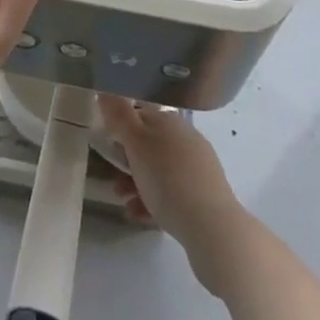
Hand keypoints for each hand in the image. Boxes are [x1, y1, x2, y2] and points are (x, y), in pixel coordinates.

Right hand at [99, 96, 253, 298]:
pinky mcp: (204, 196)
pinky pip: (171, 193)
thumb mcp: (136, 143)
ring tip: (123, 201)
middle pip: (149, 145)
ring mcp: (197, 168)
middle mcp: (186, 139)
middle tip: (113, 178)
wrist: (213, 229)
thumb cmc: (168, 179)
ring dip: (136, 183)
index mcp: (170, 121)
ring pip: (158, 170)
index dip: (120, 127)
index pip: (139, 113)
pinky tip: (140, 216)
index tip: (107, 146)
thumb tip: (106, 90)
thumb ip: (119, 115)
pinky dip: (152, 201)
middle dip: (127, 161)